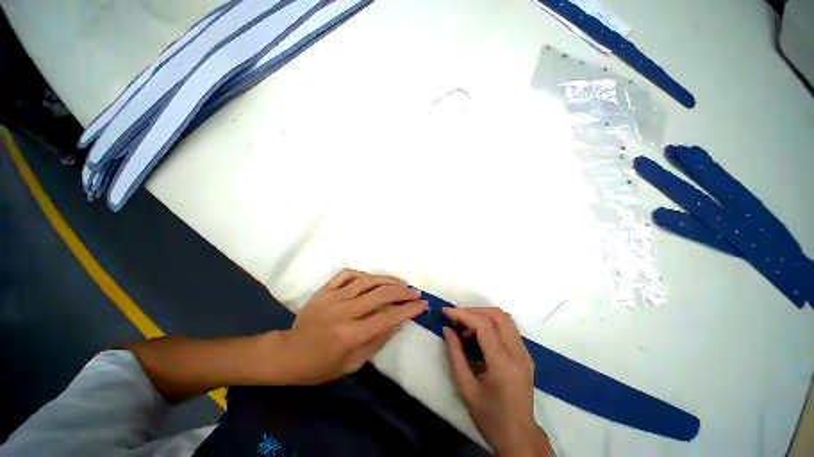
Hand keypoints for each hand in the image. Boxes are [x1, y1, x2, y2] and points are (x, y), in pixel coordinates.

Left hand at [271, 269, 426, 384]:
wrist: (288, 354)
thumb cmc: (320, 366)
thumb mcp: (352, 364)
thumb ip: (377, 341)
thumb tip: (397, 322)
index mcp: (351, 335)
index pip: (387, 317)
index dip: (408, 310)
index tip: (422, 304)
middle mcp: (344, 312)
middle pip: (380, 294)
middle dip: (402, 291)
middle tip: (415, 291)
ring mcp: (333, 297)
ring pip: (366, 281)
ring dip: (387, 280)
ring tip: (401, 282)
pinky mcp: (324, 290)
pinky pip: (347, 274)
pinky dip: (363, 273)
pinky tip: (372, 278)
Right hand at [443, 307, 551, 456]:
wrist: (519, 437)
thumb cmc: (489, 416)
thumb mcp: (465, 387)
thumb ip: (455, 354)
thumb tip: (447, 329)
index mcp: (503, 364)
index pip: (484, 325)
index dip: (463, 314)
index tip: (446, 312)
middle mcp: (518, 353)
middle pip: (498, 315)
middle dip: (474, 311)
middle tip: (456, 319)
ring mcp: (525, 353)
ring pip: (505, 318)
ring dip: (483, 316)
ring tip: (465, 328)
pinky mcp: (525, 355)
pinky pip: (507, 328)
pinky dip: (491, 324)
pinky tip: (478, 337)